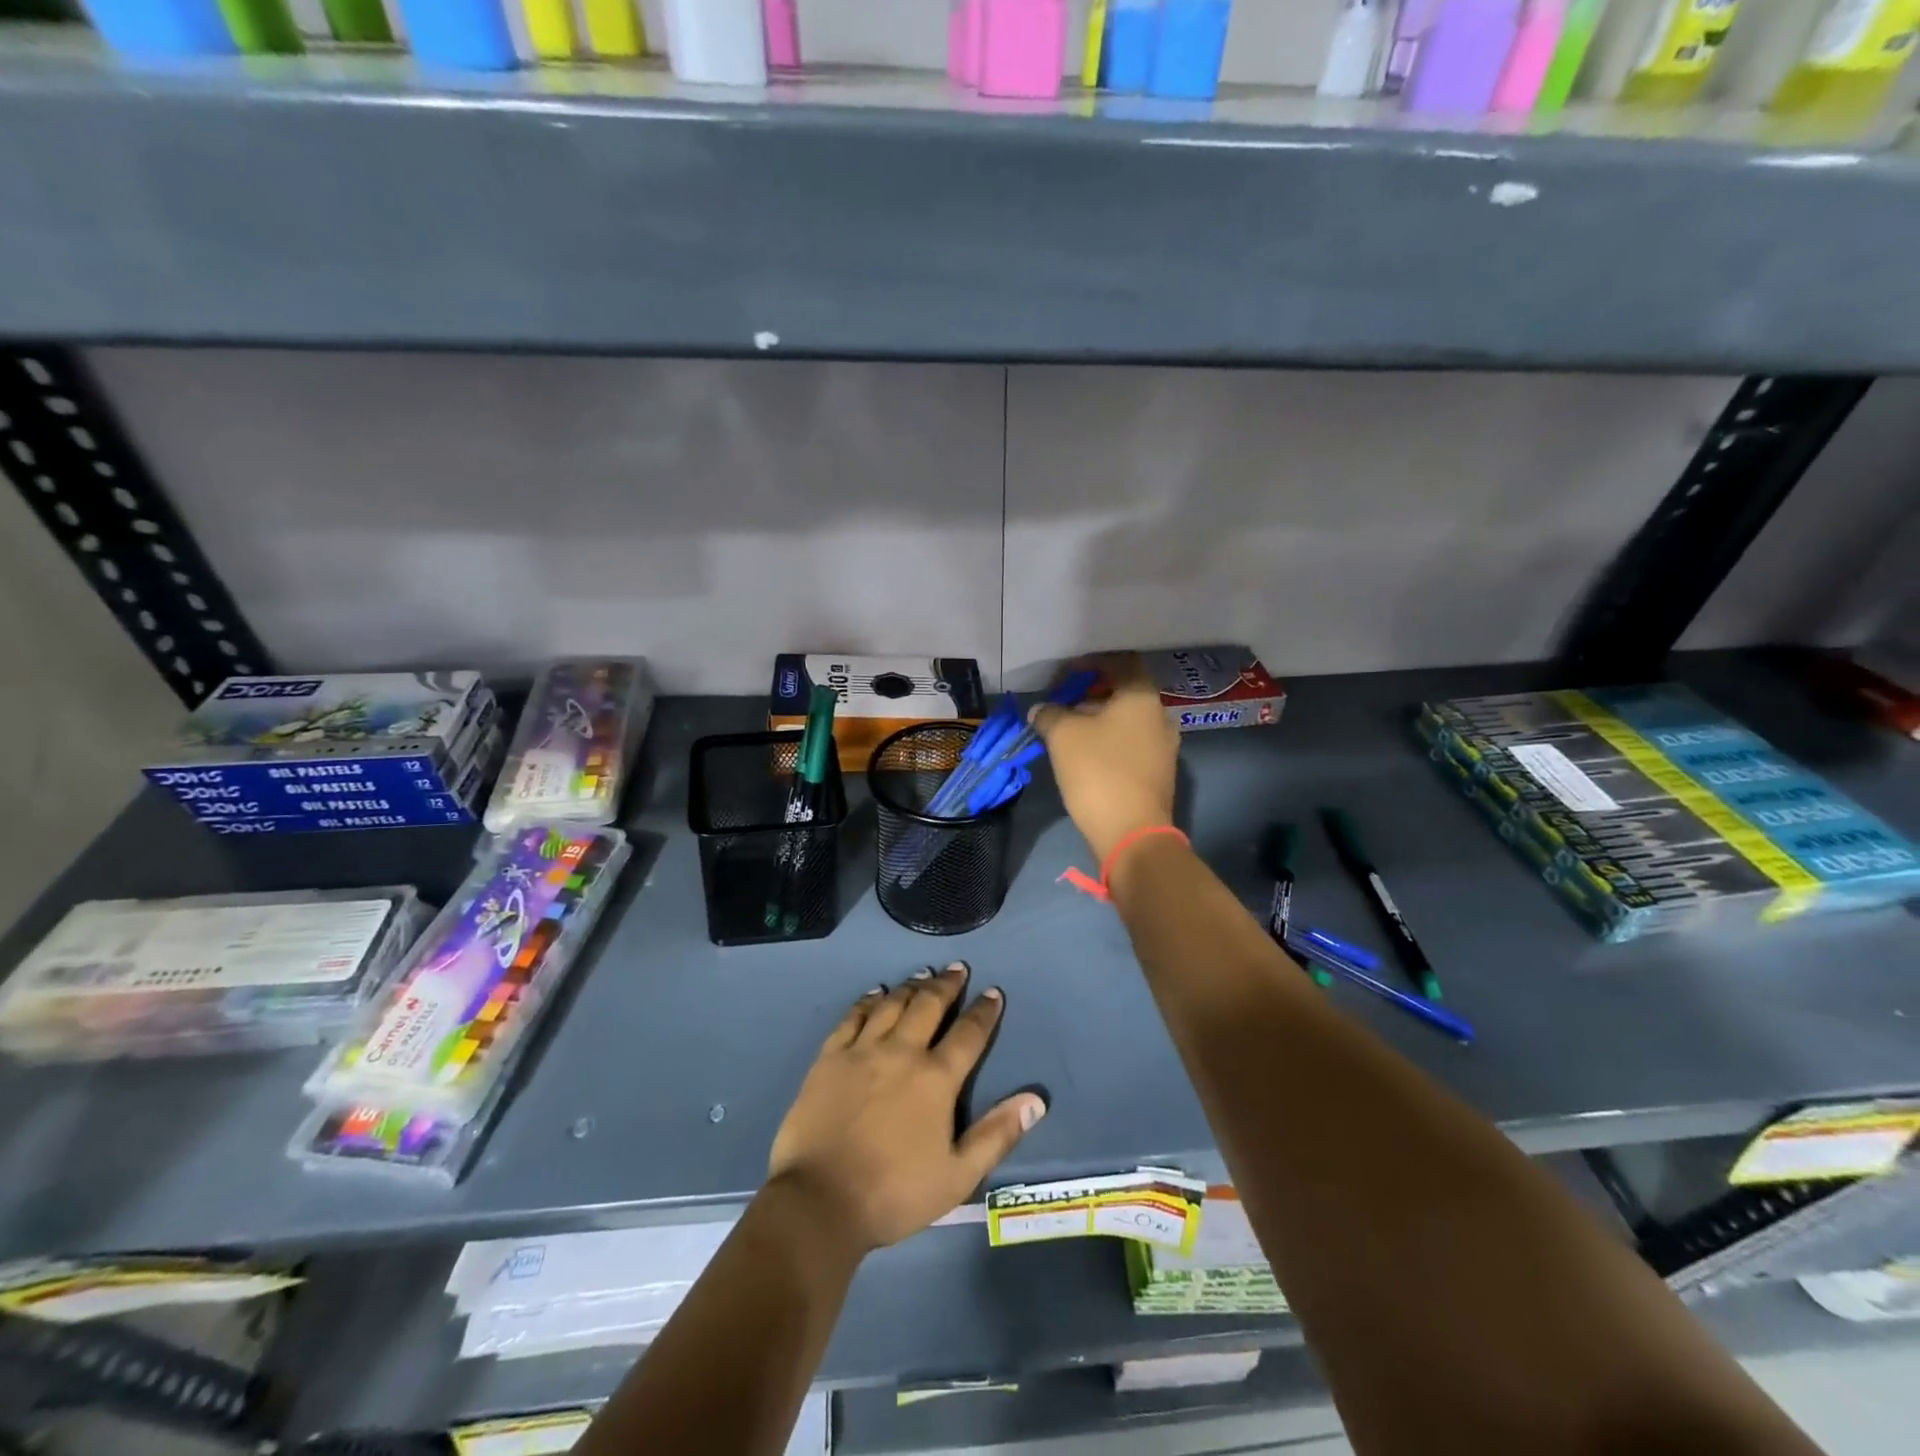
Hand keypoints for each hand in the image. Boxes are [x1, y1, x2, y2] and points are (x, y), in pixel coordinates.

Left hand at [766, 964, 1045, 1253]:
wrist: (820, 1201)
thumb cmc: (894, 1193)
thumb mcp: (958, 1175)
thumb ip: (997, 1134)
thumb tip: (1036, 1099)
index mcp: (936, 1078)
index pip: (968, 1034)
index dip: (984, 1011)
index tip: (993, 993)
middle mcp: (902, 1052)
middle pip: (928, 1005)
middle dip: (946, 984)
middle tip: (957, 968)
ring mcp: (862, 1050)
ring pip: (892, 1004)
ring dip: (911, 985)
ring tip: (923, 973)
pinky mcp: (830, 1057)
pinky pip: (853, 1016)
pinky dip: (868, 1000)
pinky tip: (876, 993)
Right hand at [1031, 653, 1178, 862]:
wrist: (1131, 833)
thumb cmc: (1098, 772)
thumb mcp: (1063, 735)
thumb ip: (1050, 714)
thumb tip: (1041, 710)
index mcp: (1142, 697)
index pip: (1122, 662)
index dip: (1092, 664)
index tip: (1065, 676)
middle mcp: (1160, 716)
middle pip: (1123, 692)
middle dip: (1090, 695)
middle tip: (1060, 705)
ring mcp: (1163, 747)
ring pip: (1127, 721)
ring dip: (1098, 720)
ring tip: (1066, 732)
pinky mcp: (1158, 773)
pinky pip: (1131, 745)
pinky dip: (1108, 742)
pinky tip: (1084, 756)